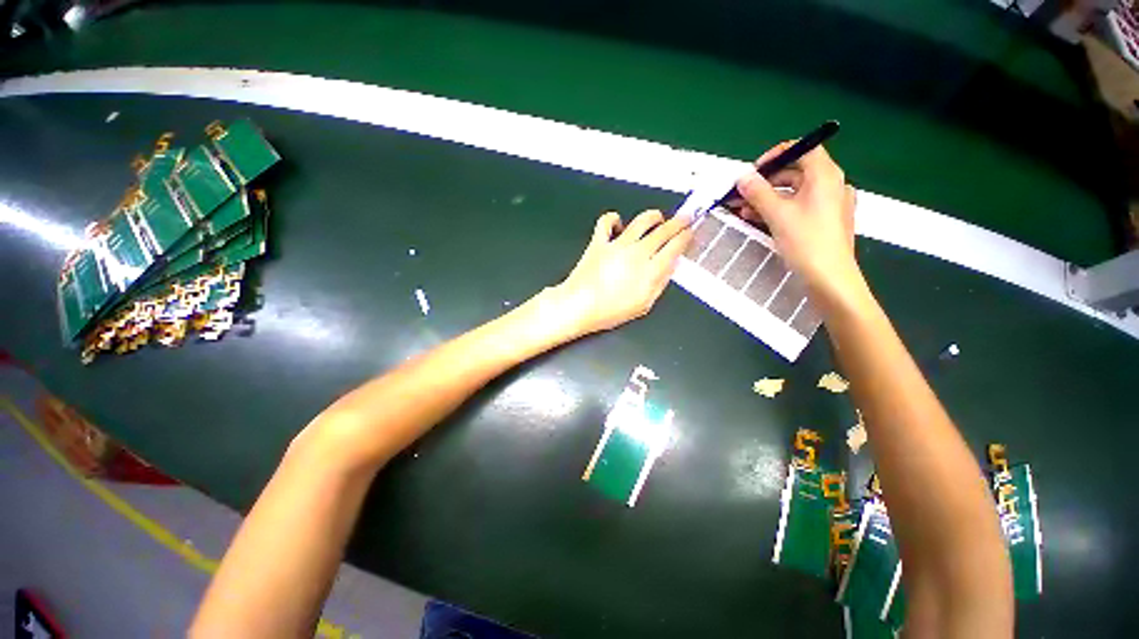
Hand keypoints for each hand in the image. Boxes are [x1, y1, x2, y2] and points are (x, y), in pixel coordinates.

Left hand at [552, 210, 691, 335]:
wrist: (579, 306)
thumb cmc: (610, 311)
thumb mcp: (643, 304)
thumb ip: (660, 283)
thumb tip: (670, 266)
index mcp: (651, 270)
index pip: (675, 246)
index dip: (685, 237)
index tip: (689, 233)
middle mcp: (638, 252)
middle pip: (664, 230)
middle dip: (678, 222)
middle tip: (684, 218)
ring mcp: (618, 244)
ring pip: (642, 220)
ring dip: (654, 216)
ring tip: (658, 217)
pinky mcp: (599, 241)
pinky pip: (607, 221)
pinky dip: (614, 219)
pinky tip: (618, 224)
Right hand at [733, 143, 858, 299]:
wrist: (829, 278)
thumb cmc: (806, 241)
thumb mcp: (777, 214)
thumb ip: (758, 192)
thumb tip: (743, 176)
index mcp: (825, 175)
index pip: (802, 149)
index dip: (776, 155)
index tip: (753, 171)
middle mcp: (831, 185)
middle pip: (796, 172)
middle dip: (765, 182)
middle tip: (741, 193)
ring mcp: (829, 204)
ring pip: (794, 192)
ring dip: (767, 198)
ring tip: (743, 209)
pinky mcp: (824, 222)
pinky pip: (798, 207)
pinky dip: (778, 210)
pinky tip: (758, 219)